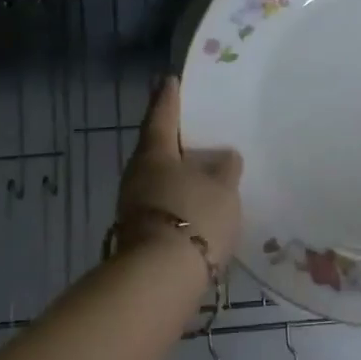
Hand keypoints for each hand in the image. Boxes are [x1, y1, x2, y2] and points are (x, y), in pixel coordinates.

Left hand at [115, 76, 243, 268]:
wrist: (161, 280)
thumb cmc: (193, 218)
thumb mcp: (222, 188)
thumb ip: (225, 168)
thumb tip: (224, 157)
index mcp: (154, 154)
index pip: (161, 116)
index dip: (168, 98)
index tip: (169, 80)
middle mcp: (138, 176)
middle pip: (156, 149)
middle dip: (173, 138)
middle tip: (191, 125)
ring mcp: (135, 207)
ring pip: (158, 178)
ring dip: (177, 172)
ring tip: (201, 167)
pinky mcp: (141, 234)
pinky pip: (163, 203)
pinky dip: (178, 197)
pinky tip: (197, 202)